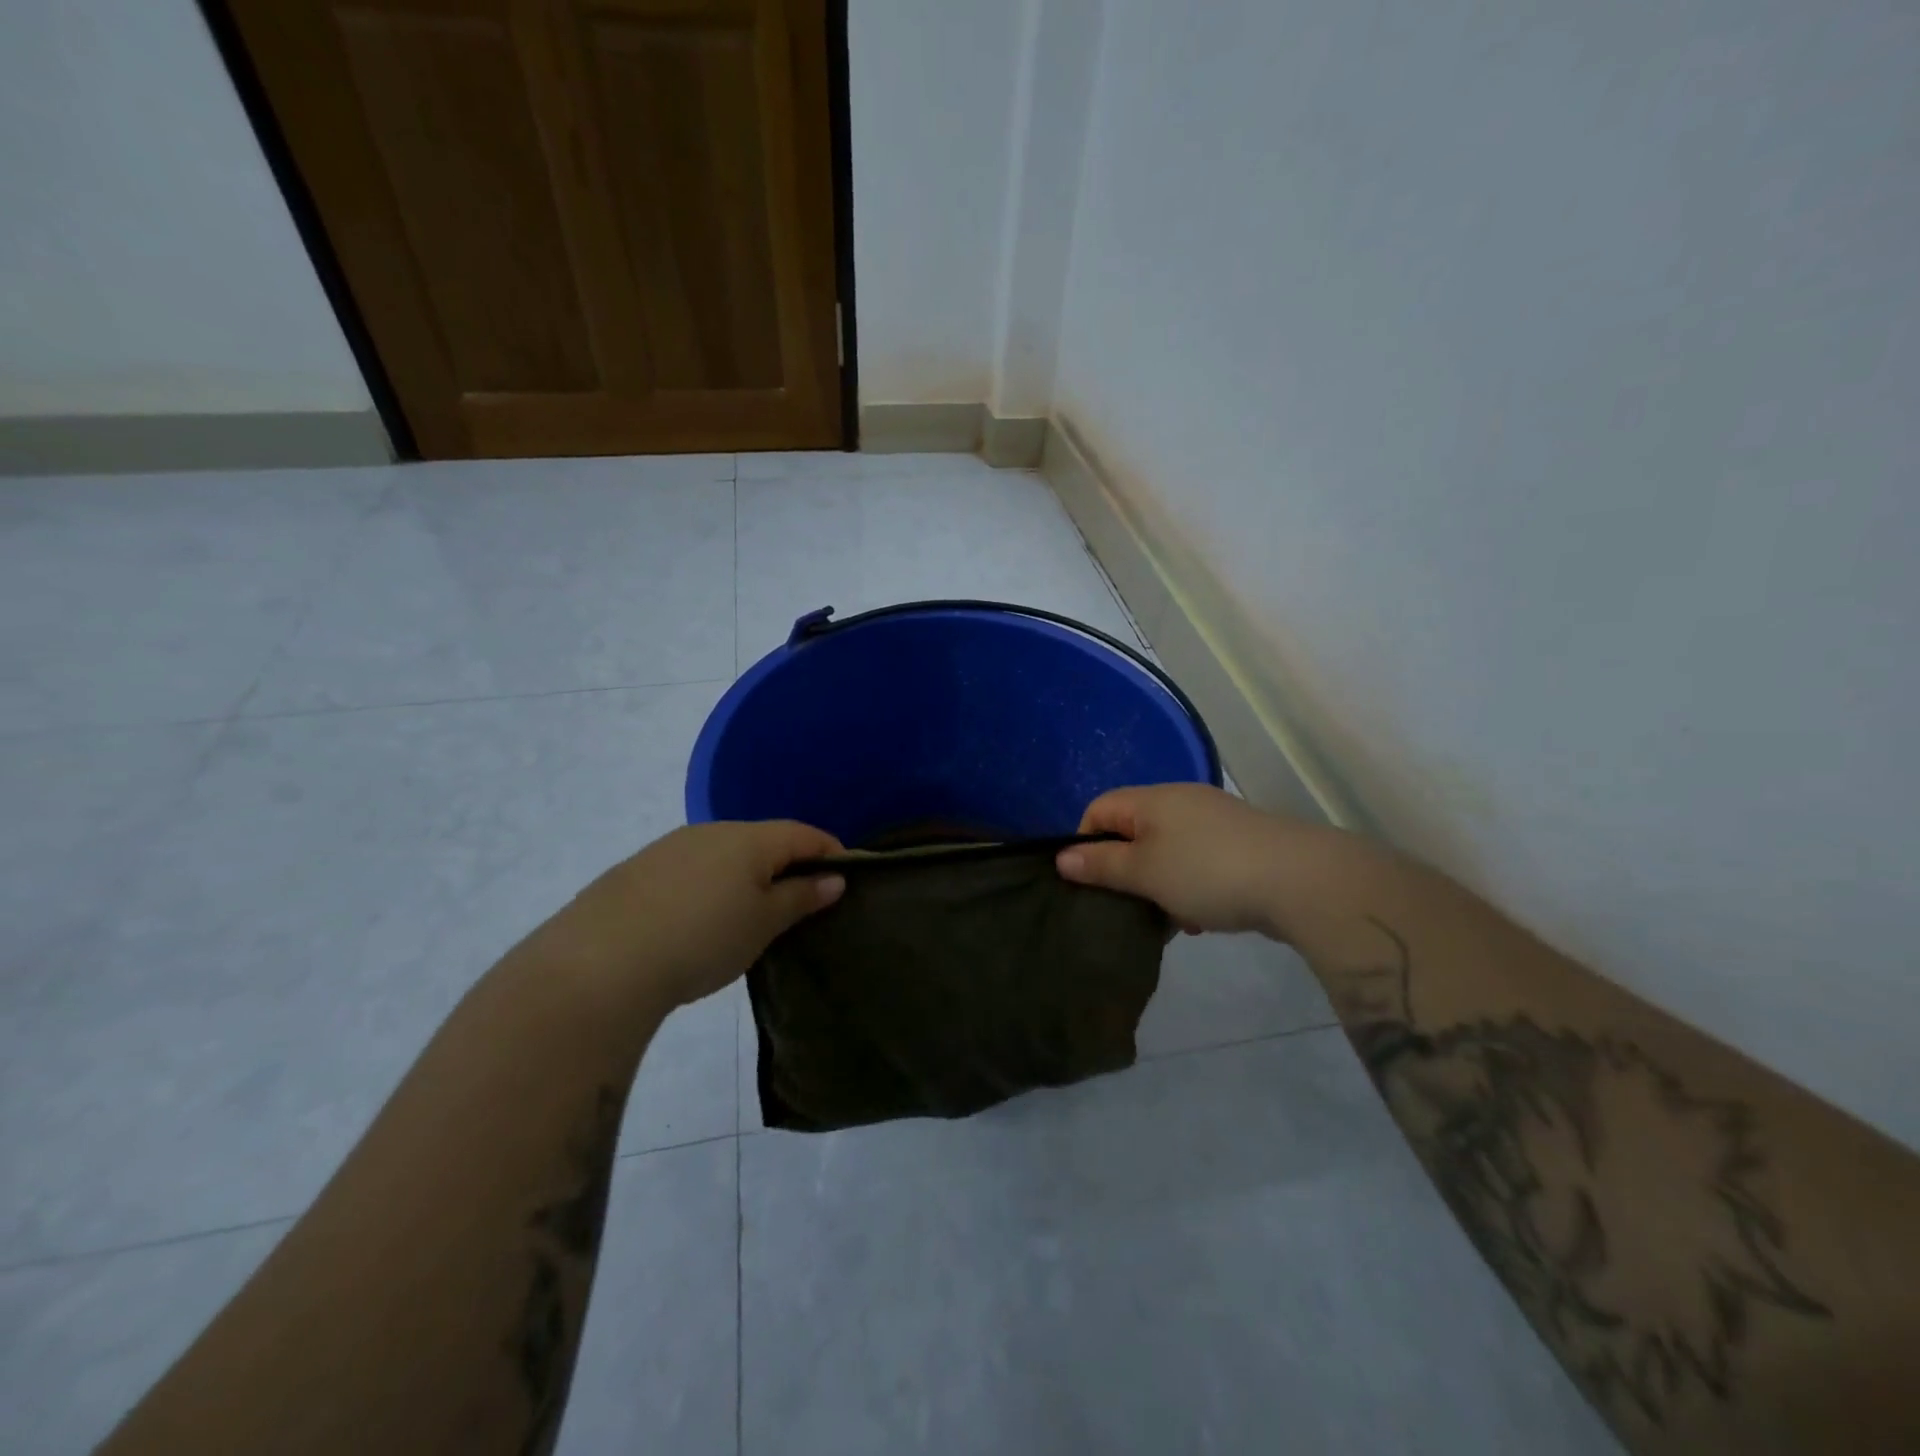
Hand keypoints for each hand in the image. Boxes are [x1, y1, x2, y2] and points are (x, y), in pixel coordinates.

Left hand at [537, 820, 845, 1011]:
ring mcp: (669, 848)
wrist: (599, 963)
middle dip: (787, 864)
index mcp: (749, 838)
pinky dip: (709, 886)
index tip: (846, 877)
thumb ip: (801, 897)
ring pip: (724, 853)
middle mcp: (710, 831)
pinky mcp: (637, 870)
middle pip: (763, 840)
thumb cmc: (702, 939)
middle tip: (799, 903)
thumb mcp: (763, 924)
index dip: (830, 851)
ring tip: (749, 916)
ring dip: (746, 875)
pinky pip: (691, 869)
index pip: (803, 833)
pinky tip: (698, 920)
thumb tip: (834, 878)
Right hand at [1056, 783, 1345, 938]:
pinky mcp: (1240, 845)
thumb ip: (1102, 865)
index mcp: (1153, 800)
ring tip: (1172, 920)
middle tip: (1130, 906)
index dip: (1085, 842)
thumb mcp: (1145, 872)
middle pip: (1133, 832)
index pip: (1099, 808)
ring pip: (1167, 853)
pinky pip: (1198, 863)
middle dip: (1126, 872)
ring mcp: (1214, 822)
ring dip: (1160, 886)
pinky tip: (1202, 918)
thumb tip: (1062, 857)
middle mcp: (1181, 802)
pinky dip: (1190, 888)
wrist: (1301, 880)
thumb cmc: (1207, 871)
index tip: (1090, 881)